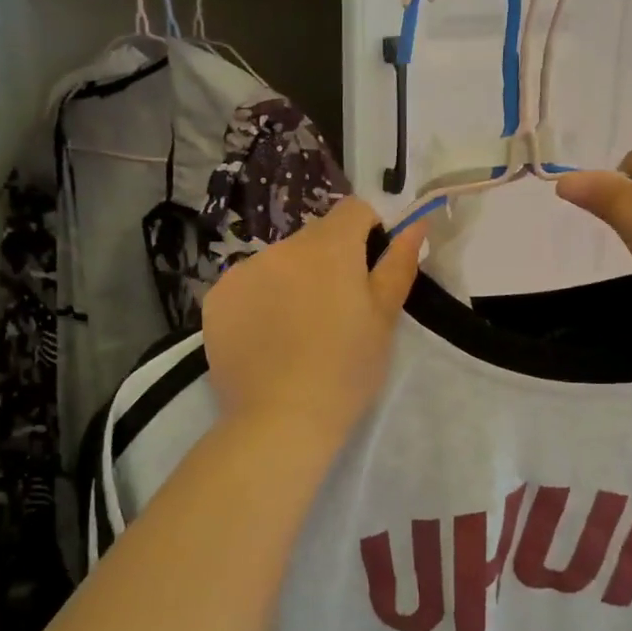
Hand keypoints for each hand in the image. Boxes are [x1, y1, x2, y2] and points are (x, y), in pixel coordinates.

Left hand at [202, 198, 426, 442]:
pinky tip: (265, 339)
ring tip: (296, 332)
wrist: (280, 420)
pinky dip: (258, 301)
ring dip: (291, 281)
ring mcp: (243, 271)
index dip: (368, 231)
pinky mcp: (215, 298)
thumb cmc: (345, 371)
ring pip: (278, 262)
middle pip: (313, 238)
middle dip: (328, 262)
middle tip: (335, 313)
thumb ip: (398, 264)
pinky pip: (246, 285)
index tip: (369, 270)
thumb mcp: (384, 319)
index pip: (353, 210)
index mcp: (329, 248)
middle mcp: (282, 248)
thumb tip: (416, 223)